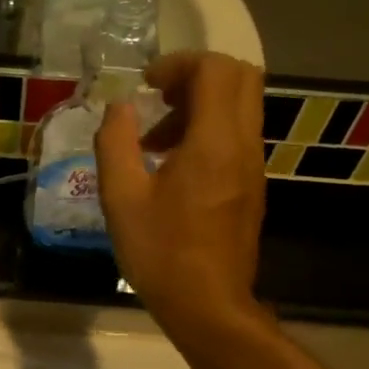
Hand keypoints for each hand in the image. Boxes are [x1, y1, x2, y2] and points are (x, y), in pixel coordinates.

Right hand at [94, 52, 265, 332]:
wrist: (207, 305)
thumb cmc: (160, 252)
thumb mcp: (121, 198)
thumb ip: (115, 142)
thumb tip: (118, 107)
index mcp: (214, 142)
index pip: (215, 69)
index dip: (179, 63)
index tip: (146, 84)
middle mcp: (243, 145)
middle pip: (239, 78)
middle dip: (196, 76)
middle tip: (157, 99)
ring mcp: (252, 167)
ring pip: (240, 108)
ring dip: (199, 106)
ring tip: (154, 140)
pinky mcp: (251, 187)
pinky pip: (236, 137)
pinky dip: (207, 132)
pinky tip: (171, 168)